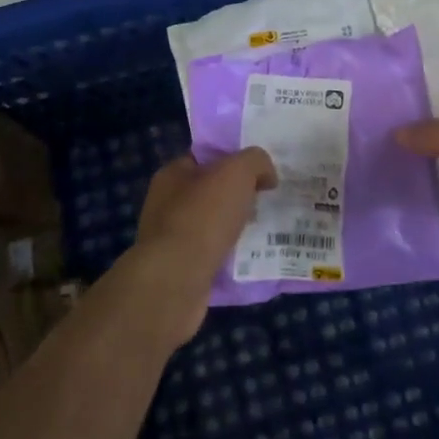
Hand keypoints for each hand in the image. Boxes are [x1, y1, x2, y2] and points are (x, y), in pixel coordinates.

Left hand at [126, 149, 274, 344]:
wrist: (176, 281)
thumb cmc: (203, 216)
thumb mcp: (237, 171)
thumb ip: (256, 161)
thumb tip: (266, 176)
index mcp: (173, 174)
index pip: (207, 157)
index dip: (235, 158)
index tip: (262, 169)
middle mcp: (167, 203)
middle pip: (213, 191)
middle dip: (241, 195)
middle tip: (270, 199)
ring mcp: (172, 239)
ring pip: (216, 225)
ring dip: (239, 227)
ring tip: (270, 230)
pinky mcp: (181, 270)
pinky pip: (215, 254)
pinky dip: (233, 255)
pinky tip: (255, 258)